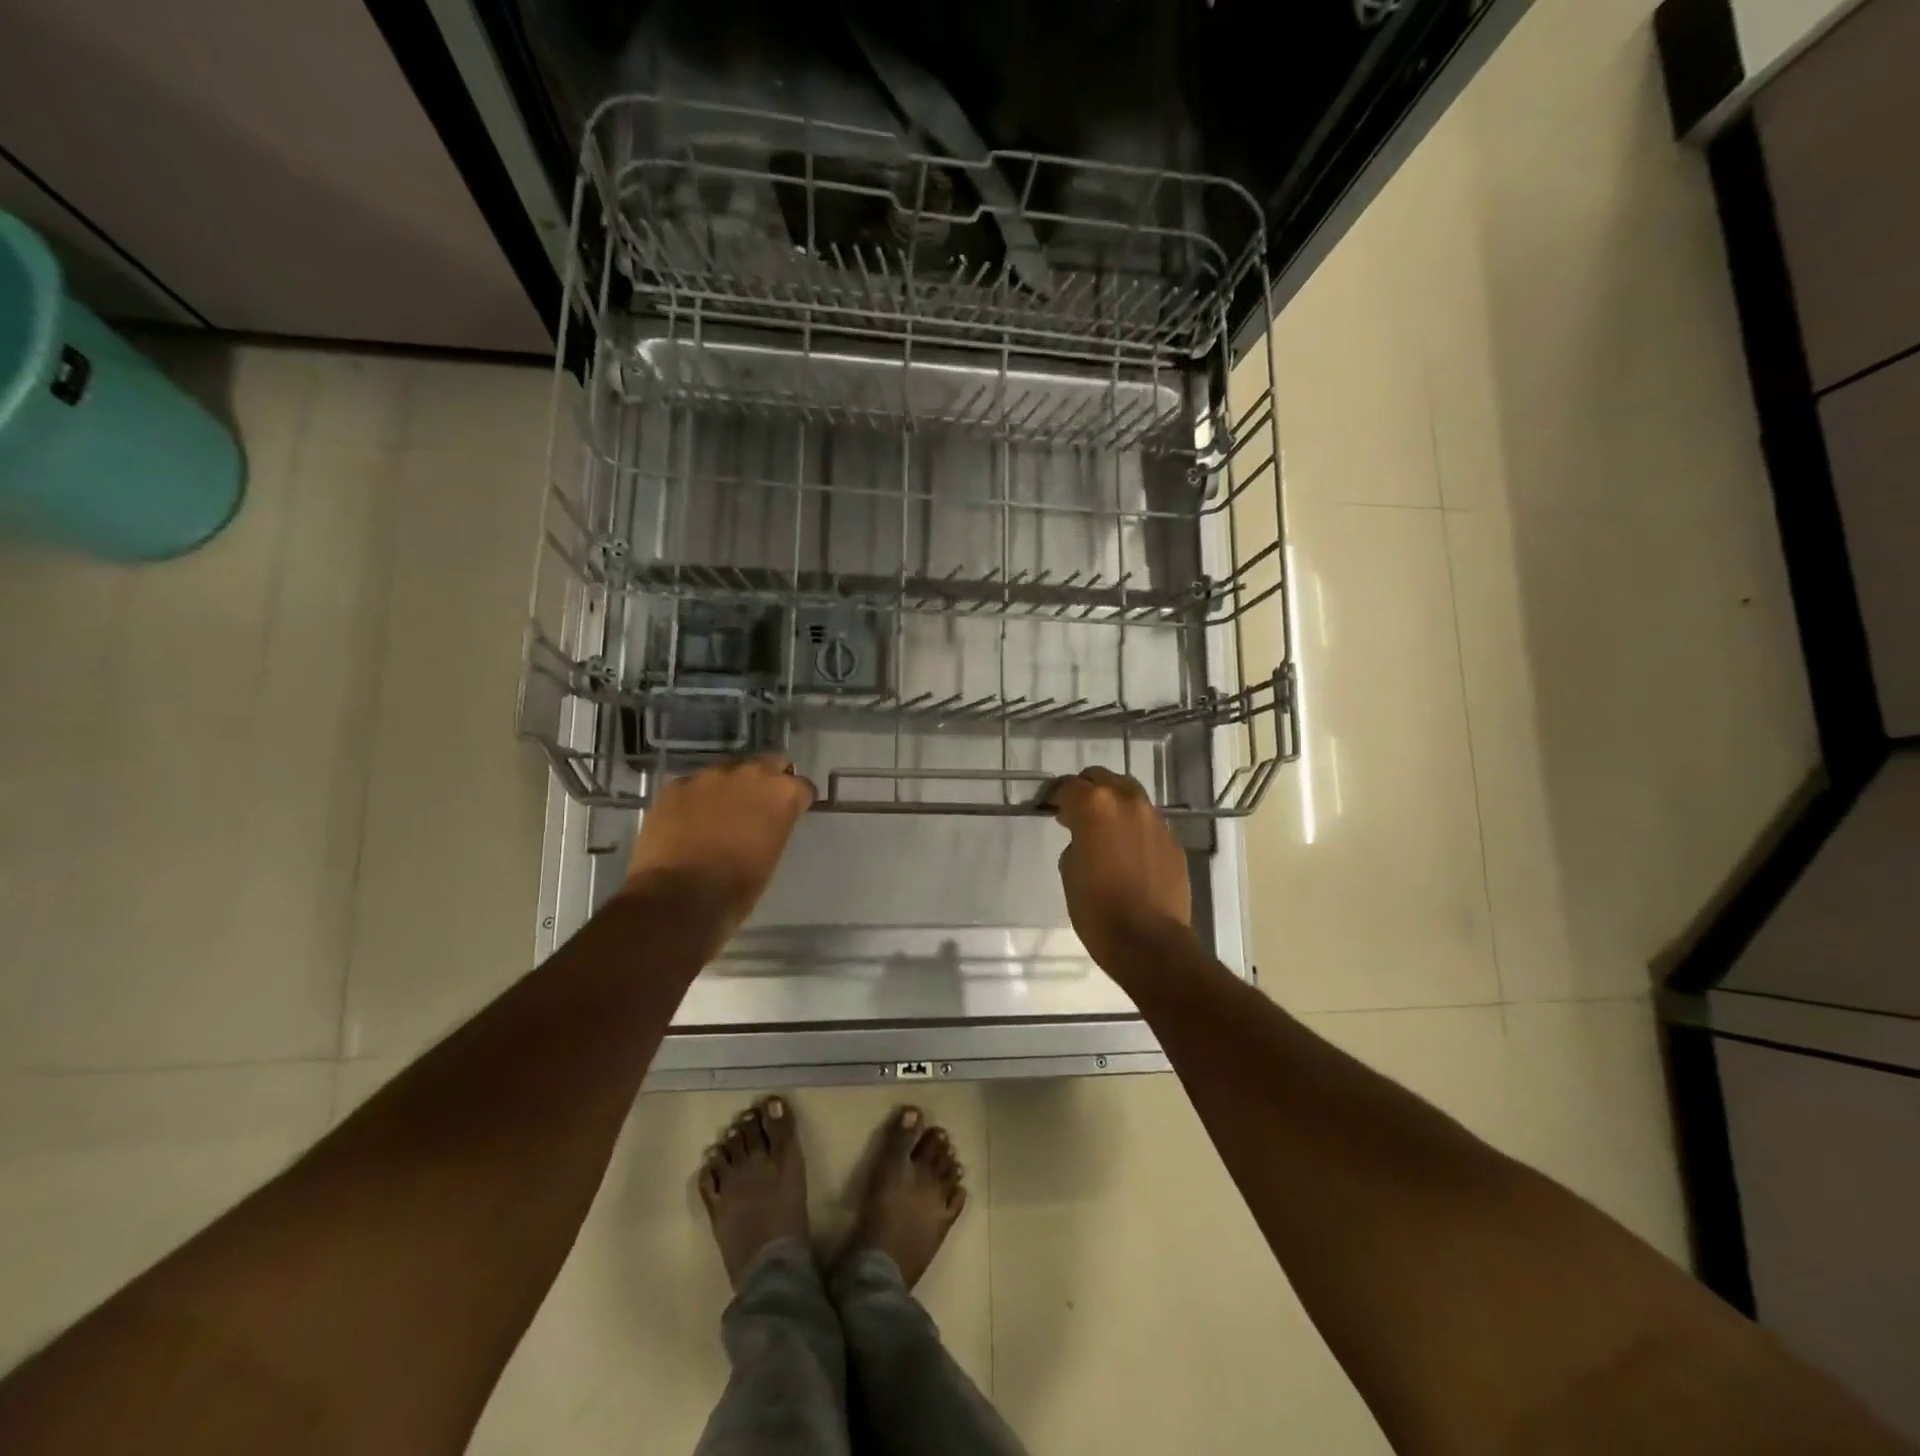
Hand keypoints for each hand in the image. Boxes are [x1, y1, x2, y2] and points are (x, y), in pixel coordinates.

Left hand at [623, 755, 815, 960]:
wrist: (680, 898)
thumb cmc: (737, 887)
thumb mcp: (772, 854)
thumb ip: (774, 824)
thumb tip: (765, 821)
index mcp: (782, 793)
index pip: (802, 786)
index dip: (797, 801)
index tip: (791, 813)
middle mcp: (750, 773)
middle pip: (768, 764)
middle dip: (767, 780)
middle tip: (758, 806)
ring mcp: (709, 776)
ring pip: (727, 772)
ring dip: (729, 788)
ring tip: (718, 814)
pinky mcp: (676, 785)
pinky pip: (693, 785)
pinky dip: (695, 799)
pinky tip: (688, 822)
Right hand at [1046, 767, 1193, 978]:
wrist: (1149, 941)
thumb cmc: (1096, 909)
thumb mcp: (1069, 870)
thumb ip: (1075, 841)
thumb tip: (1085, 837)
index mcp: (1095, 805)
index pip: (1067, 786)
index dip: (1053, 795)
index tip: (1047, 806)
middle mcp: (1127, 802)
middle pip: (1101, 778)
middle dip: (1085, 790)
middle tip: (1073, 812)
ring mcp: (1155, 819)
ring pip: (1129, 794)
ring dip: (1112, 803)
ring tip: (1102, 828)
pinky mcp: (1172, 840)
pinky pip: (1147, 821)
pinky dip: (1132, 826)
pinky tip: (1126, 850)